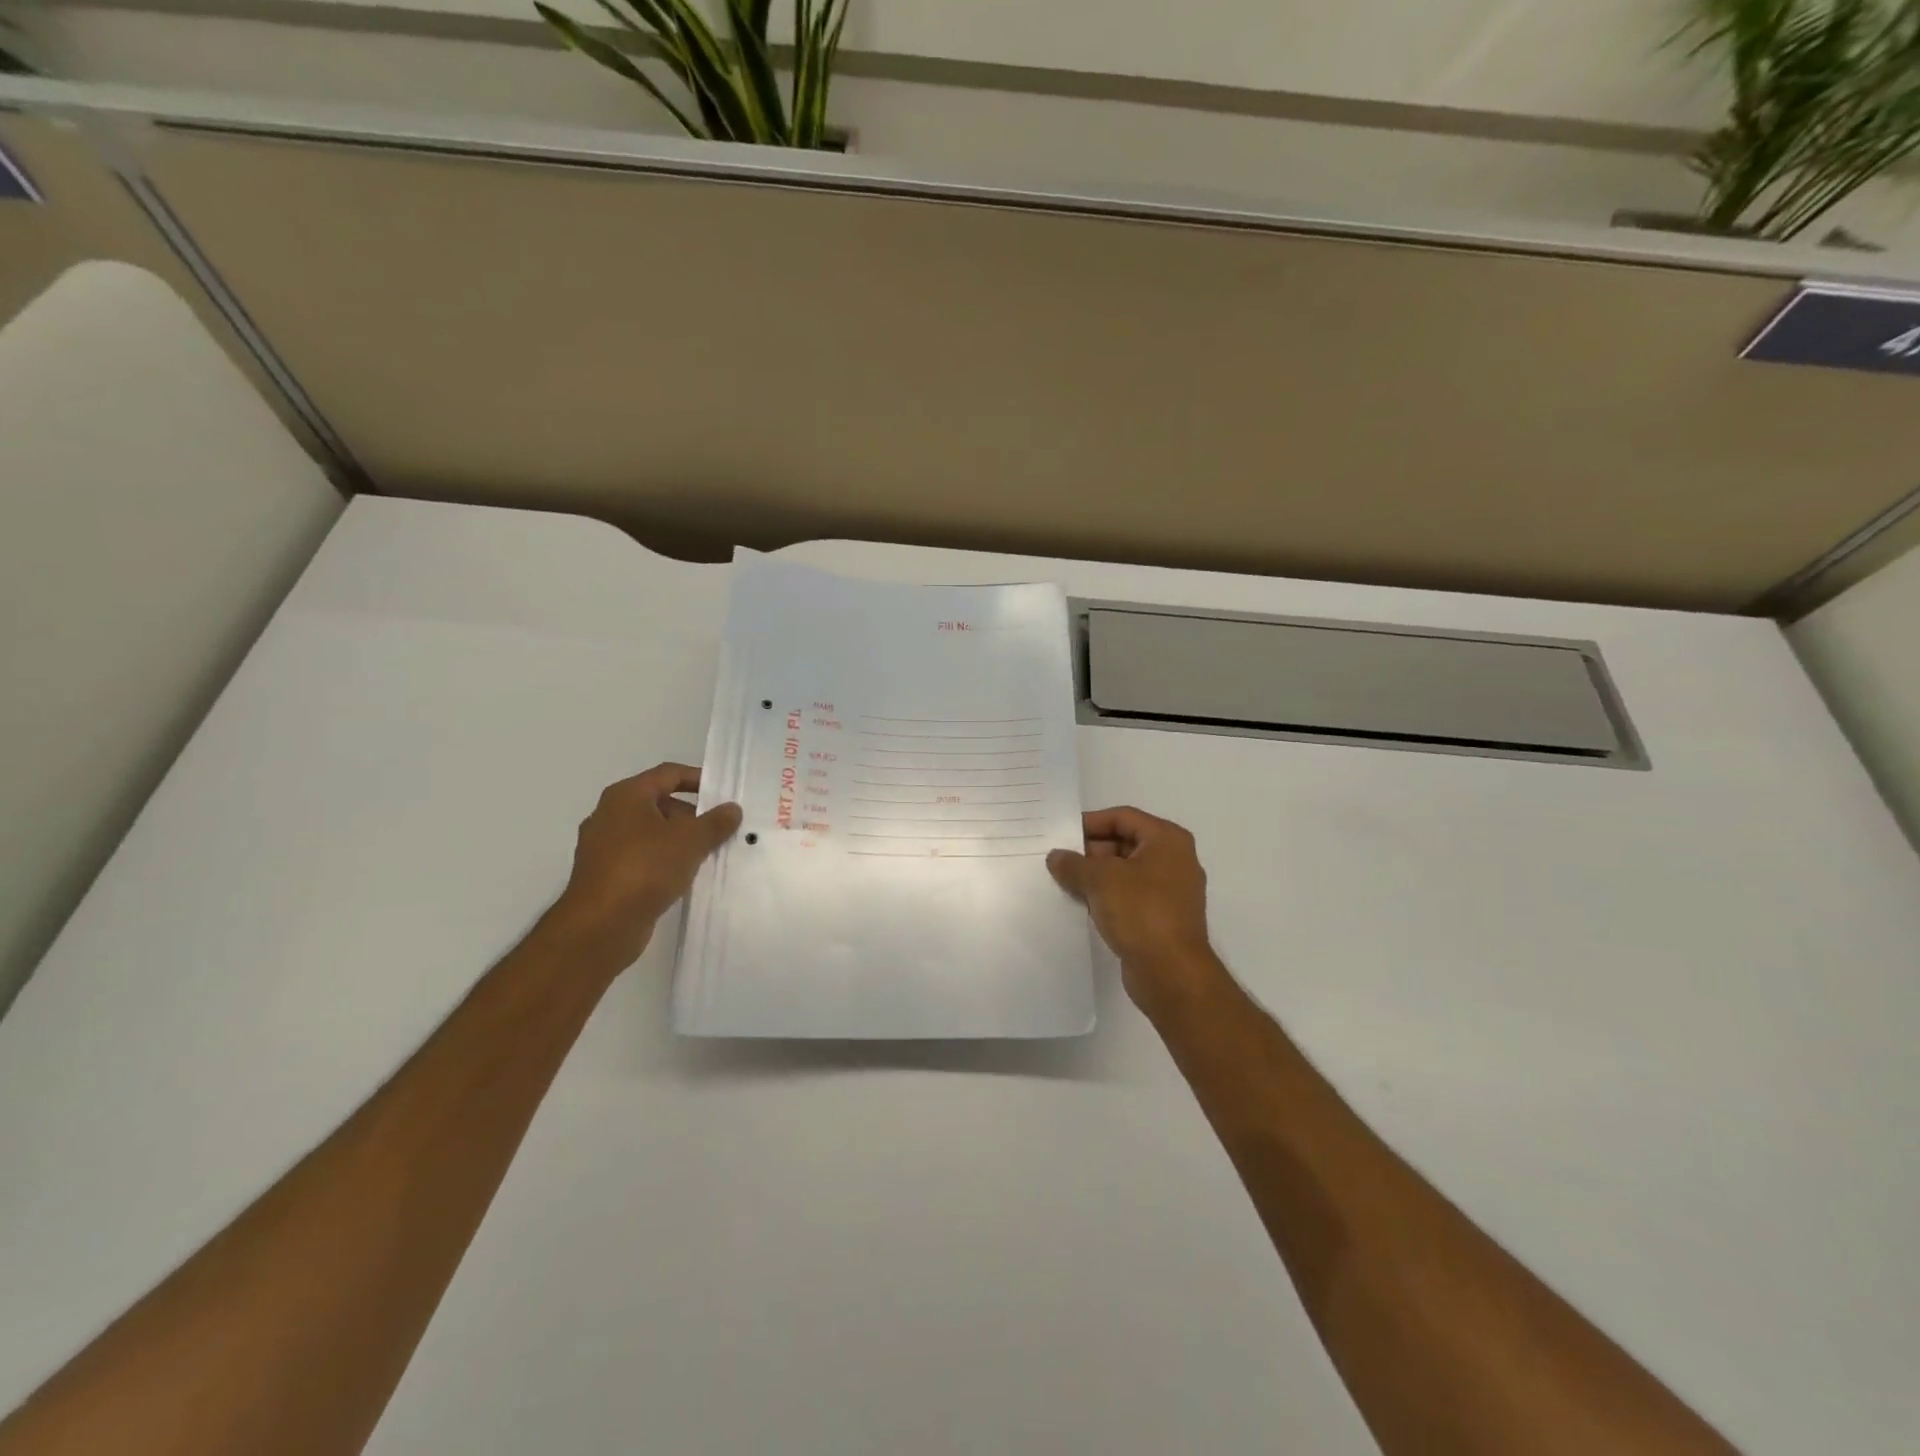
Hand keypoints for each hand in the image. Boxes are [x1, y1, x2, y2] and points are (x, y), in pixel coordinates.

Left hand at [549, 763, 741, 966]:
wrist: (601, 925)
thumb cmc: (645, 868)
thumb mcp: (690, 840)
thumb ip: (715, 822)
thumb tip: (732, 808)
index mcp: (626, 796)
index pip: (668, 774)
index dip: (698, 778)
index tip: (724, 792)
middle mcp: (610, 815)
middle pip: (660, 803)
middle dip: (692, 815)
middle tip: (721, 829)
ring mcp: (604, 847)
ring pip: (651, 833)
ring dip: (680, 840)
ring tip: (709, 854)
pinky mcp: (605, 875)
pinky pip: (642, 858)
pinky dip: (664, 861)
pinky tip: (685, 876)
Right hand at [1048, 806, 1222, 1013]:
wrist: (1171, 972)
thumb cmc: (1140, 911)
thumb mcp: (1100, 879)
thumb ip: (1074, 864)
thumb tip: (1056, 857)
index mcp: (1167, 840)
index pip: (1122, 817)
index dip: (1090, 823)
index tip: (1061, 834)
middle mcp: (1174, 860)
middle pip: (1125, 843)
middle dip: (1091, 851)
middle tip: (1059, 861)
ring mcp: (1171, 891)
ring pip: (1126, 872)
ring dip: (1096, 876)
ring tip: (1064, 882)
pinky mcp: (1164, 918)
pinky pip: (1130, 897)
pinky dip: (1108, 897)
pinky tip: (1082, 905)